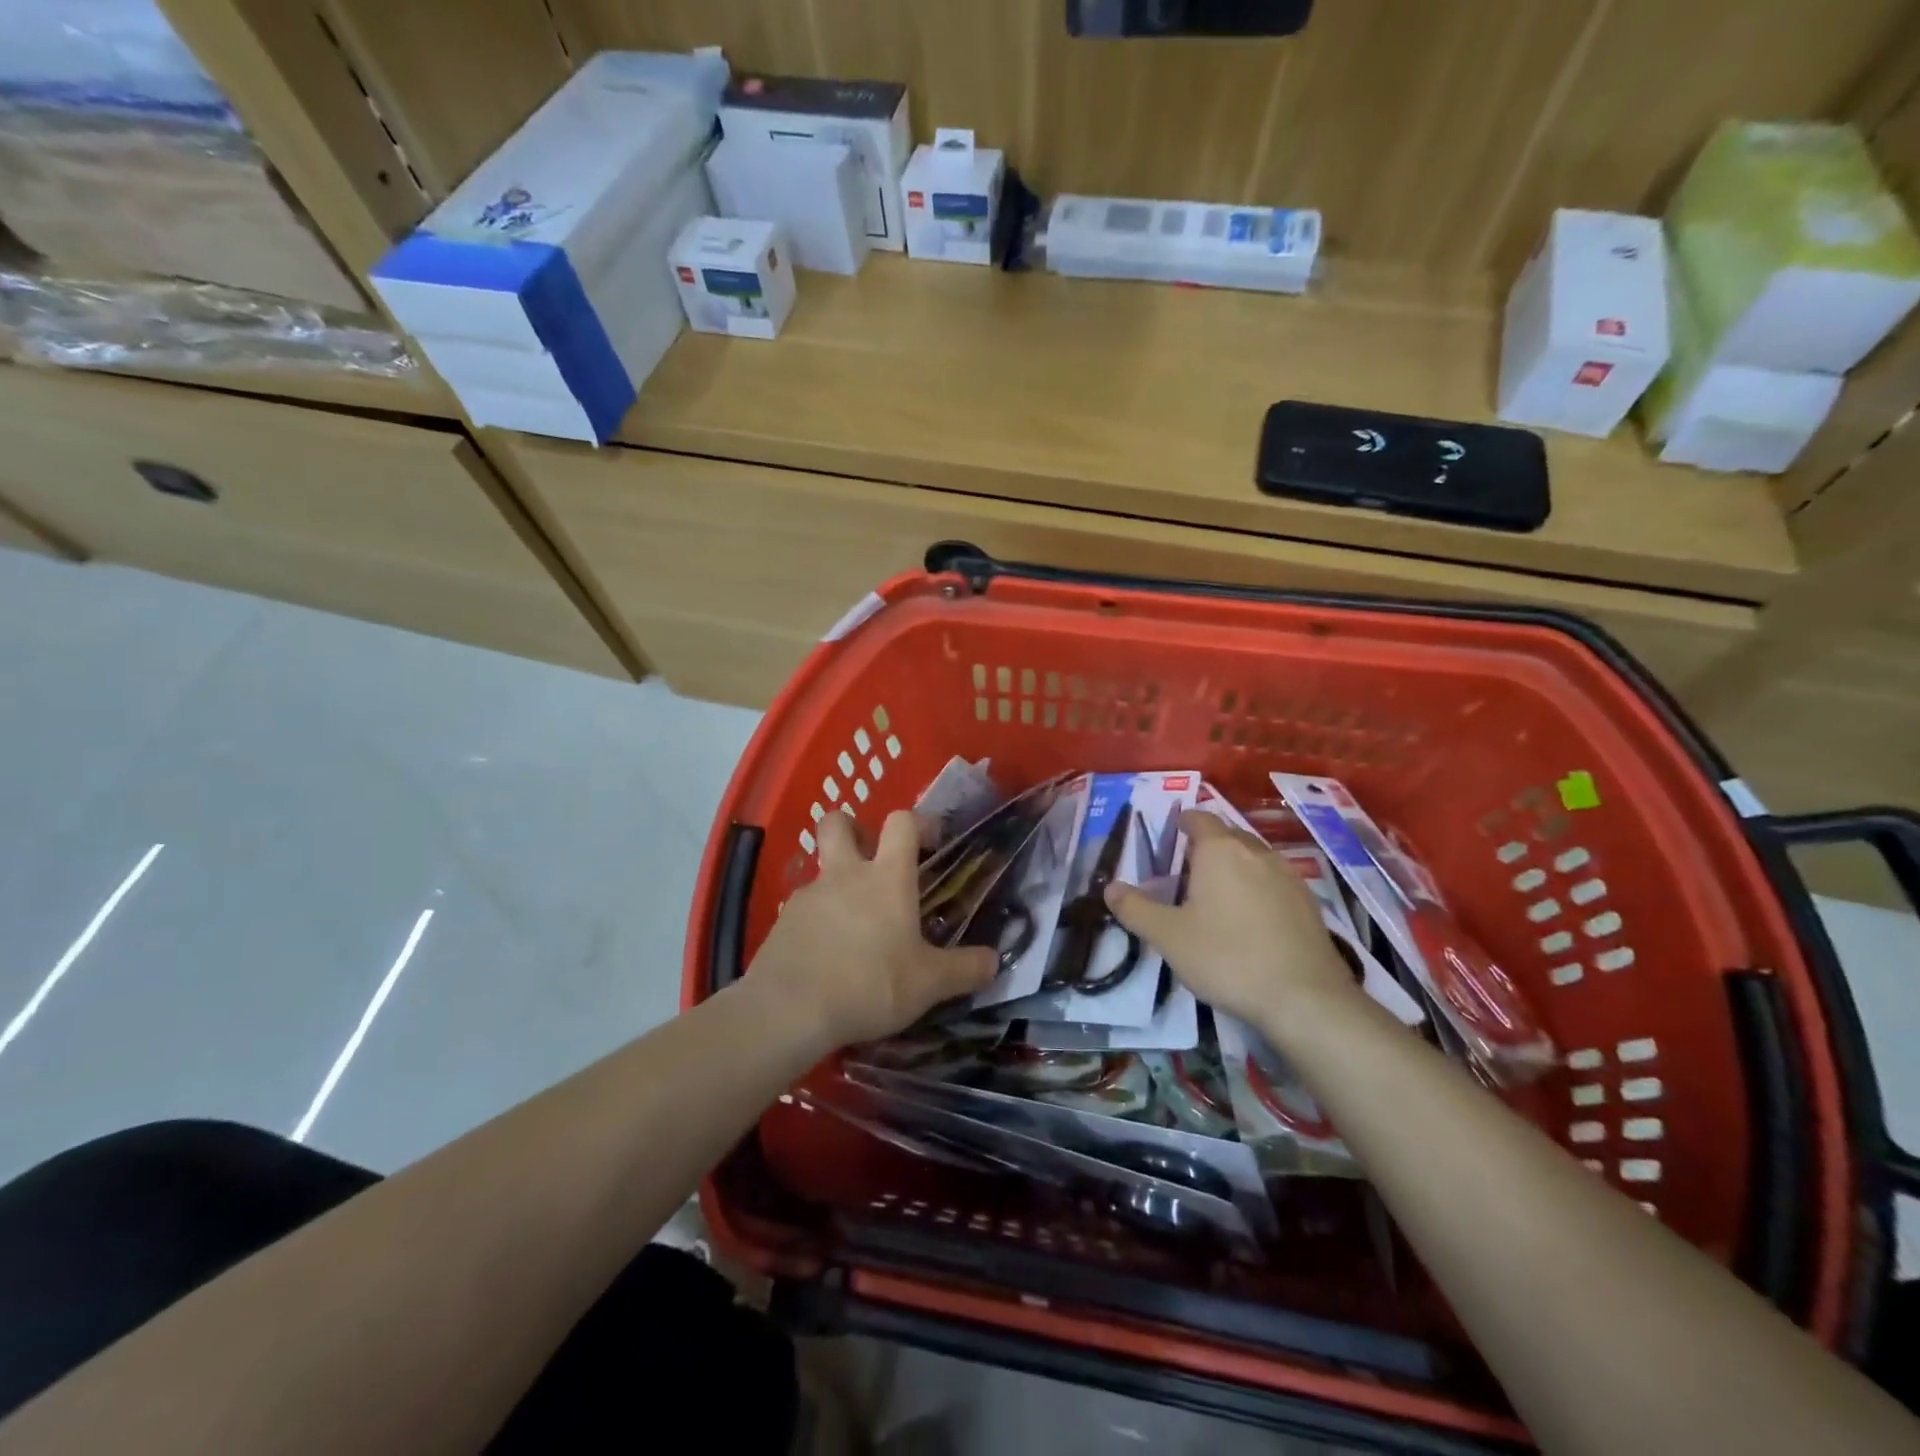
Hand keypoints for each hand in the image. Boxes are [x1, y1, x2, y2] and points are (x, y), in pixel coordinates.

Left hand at [747, 809, 997, 1049]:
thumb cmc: (871, 984)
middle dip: (852, 828)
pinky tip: (825, 957)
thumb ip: (964, 970)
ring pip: (820, 871)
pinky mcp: (781, 922)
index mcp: (887, 878)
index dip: (917, 823)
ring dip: (836, 886)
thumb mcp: (929, 984)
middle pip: (838, 823)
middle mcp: (845, 875)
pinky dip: (816, 922)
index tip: (929, 843)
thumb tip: (995, 961)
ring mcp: (808, 896)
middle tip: (869, 857)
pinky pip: (803, 910)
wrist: (790, 1010)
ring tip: (852, 929)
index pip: (901, 822)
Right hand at [1104, 811, 1360, 1026]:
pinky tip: (1251, 918)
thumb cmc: (1227, 957)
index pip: (1200, 818)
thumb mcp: (1168, 936)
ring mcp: (1289, 876)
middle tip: (1187, 868)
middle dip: (1208, 844)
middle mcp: (1257, 852)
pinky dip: (1259, 888)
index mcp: (1220, 851)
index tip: (1172, 832)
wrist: (1304, 997)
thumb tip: (1109, 887)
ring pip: (1255, 857)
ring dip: (1235, 866)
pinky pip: (1275, 881)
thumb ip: (1135, 908)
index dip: (1184, 821)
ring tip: (1218, 893)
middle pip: (1229, 835)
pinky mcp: (1309, 903)